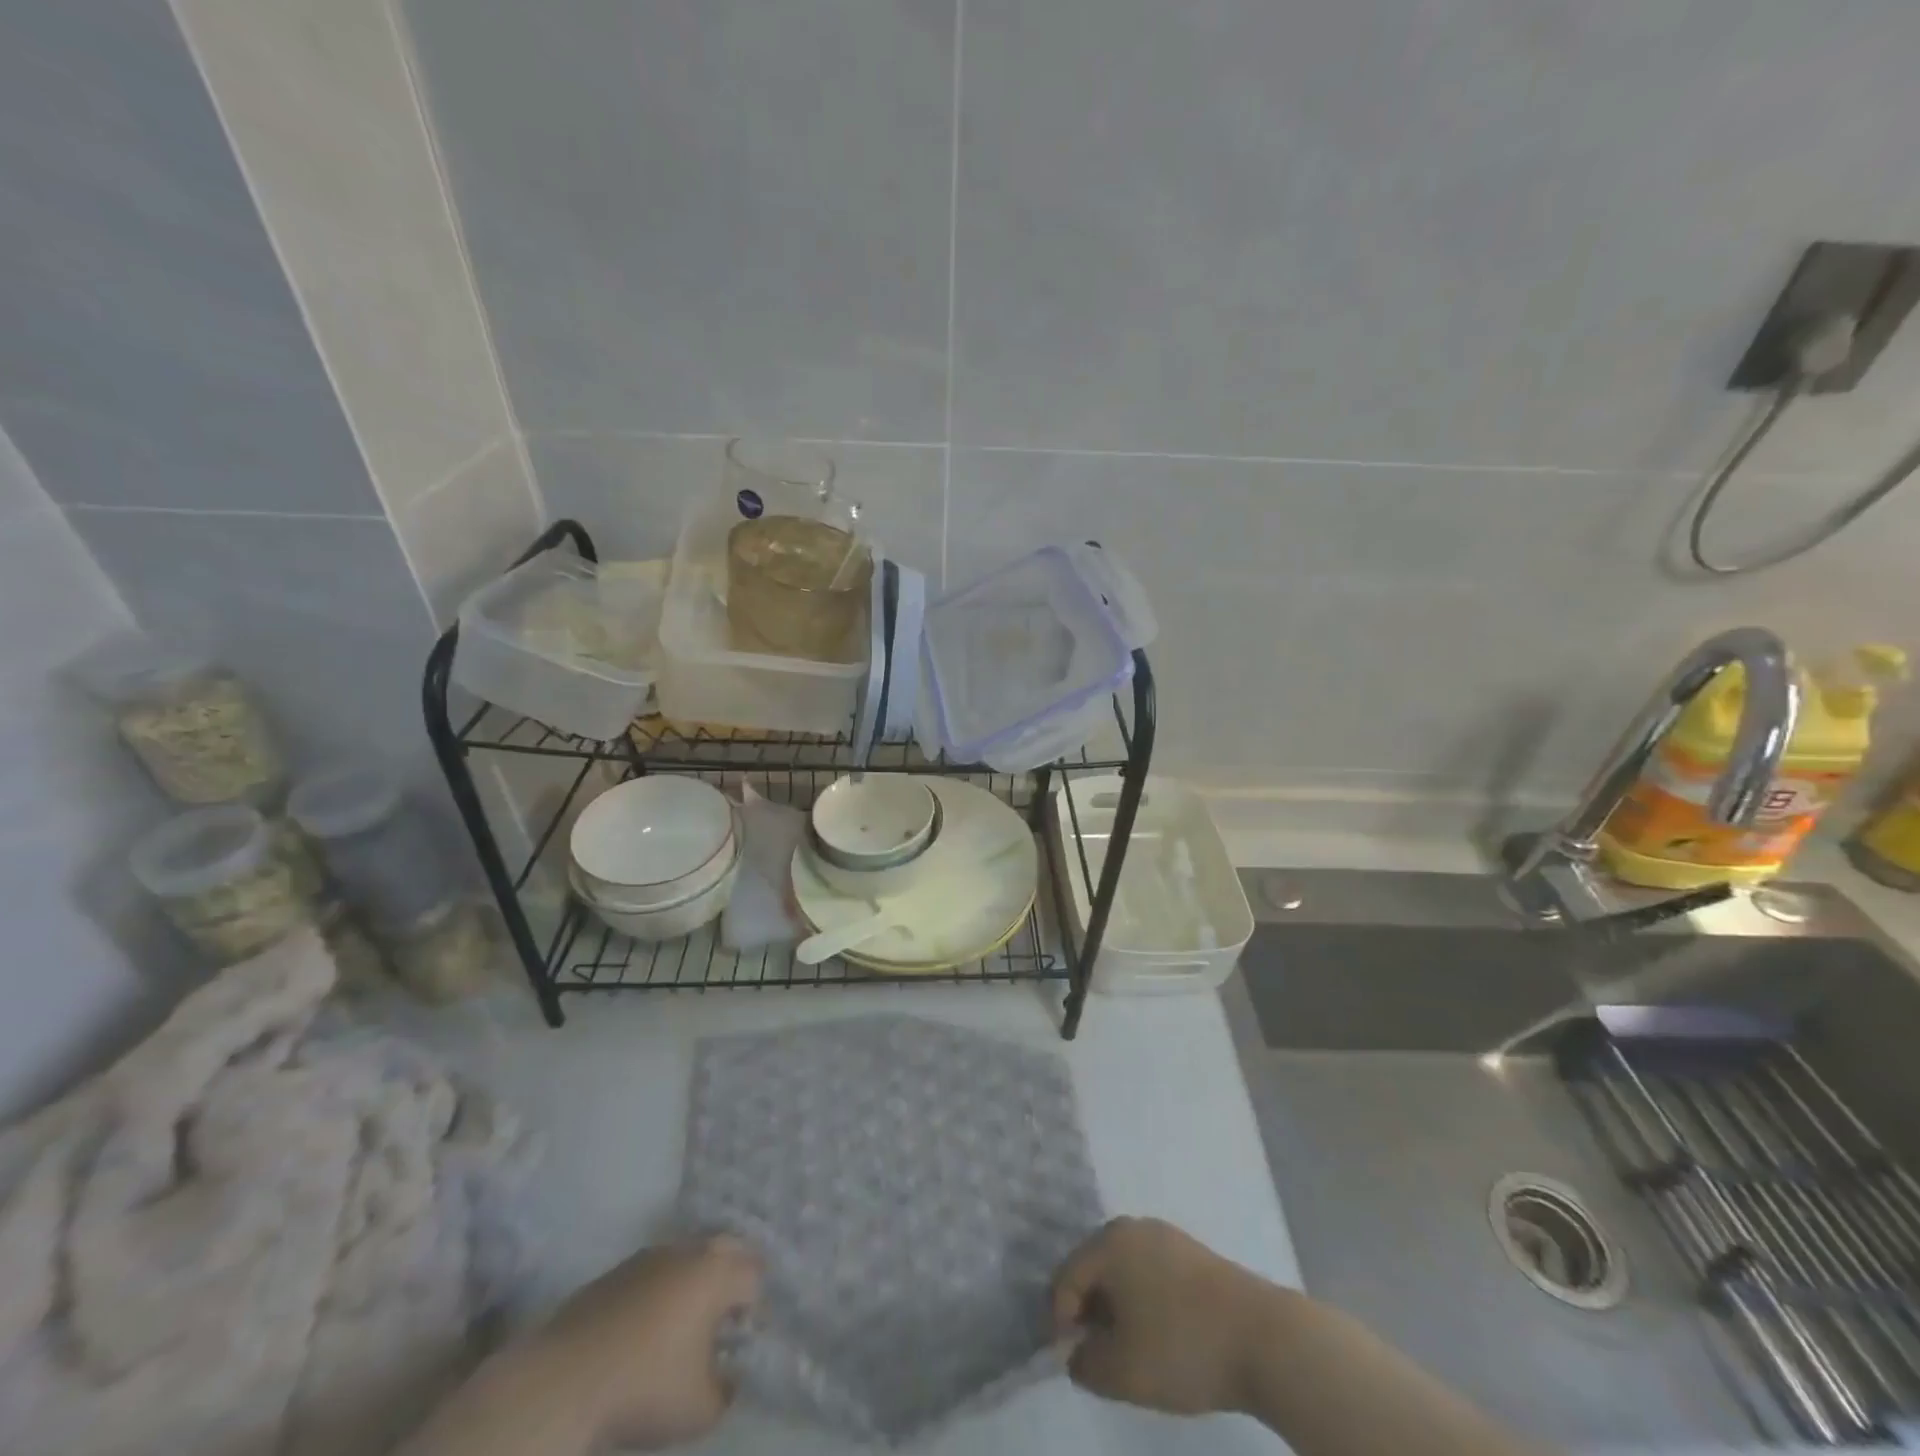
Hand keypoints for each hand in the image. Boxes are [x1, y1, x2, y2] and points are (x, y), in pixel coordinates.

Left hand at [540, 1235, 761, 1448]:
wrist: (560, 1382)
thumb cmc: (643, 1388)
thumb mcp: (700, 1410)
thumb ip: (726, 1390)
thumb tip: (727, 1375)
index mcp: (716, 1274)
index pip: (754, 1275)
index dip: (756, 1307)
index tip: (743, 1340)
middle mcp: (687, 1253)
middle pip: (725, 1248)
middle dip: (733, 1275)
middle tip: (726, 1317)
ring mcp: (647, 1258)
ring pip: (686, 1257)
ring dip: (694, 1281)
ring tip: (684, 1324)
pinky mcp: (614, 1274)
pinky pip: (653, 1273)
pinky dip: (659, 1292)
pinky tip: (644, 1330)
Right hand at [1051, 1217, 1275, 1415]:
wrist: (1263, 1337)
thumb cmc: (1181, 1346)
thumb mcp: (1121, 1372)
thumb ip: (1085, 1364)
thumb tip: (1077, 1353)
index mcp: (1108, 1243)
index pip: (1064, 1279)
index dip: (1059, 1321)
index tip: (1071, 1360)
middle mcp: (1132, 1227)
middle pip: (1093, 1268)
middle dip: (1088, 1311)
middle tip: (1096, 1353)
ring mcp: (1166, 1236)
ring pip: (1124, 1270)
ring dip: (1117, 1307)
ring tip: (1129, 1348)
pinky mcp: (1193, 1253)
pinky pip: (1151, 1272)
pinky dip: (1145, 1300)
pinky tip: (1160, 1334)